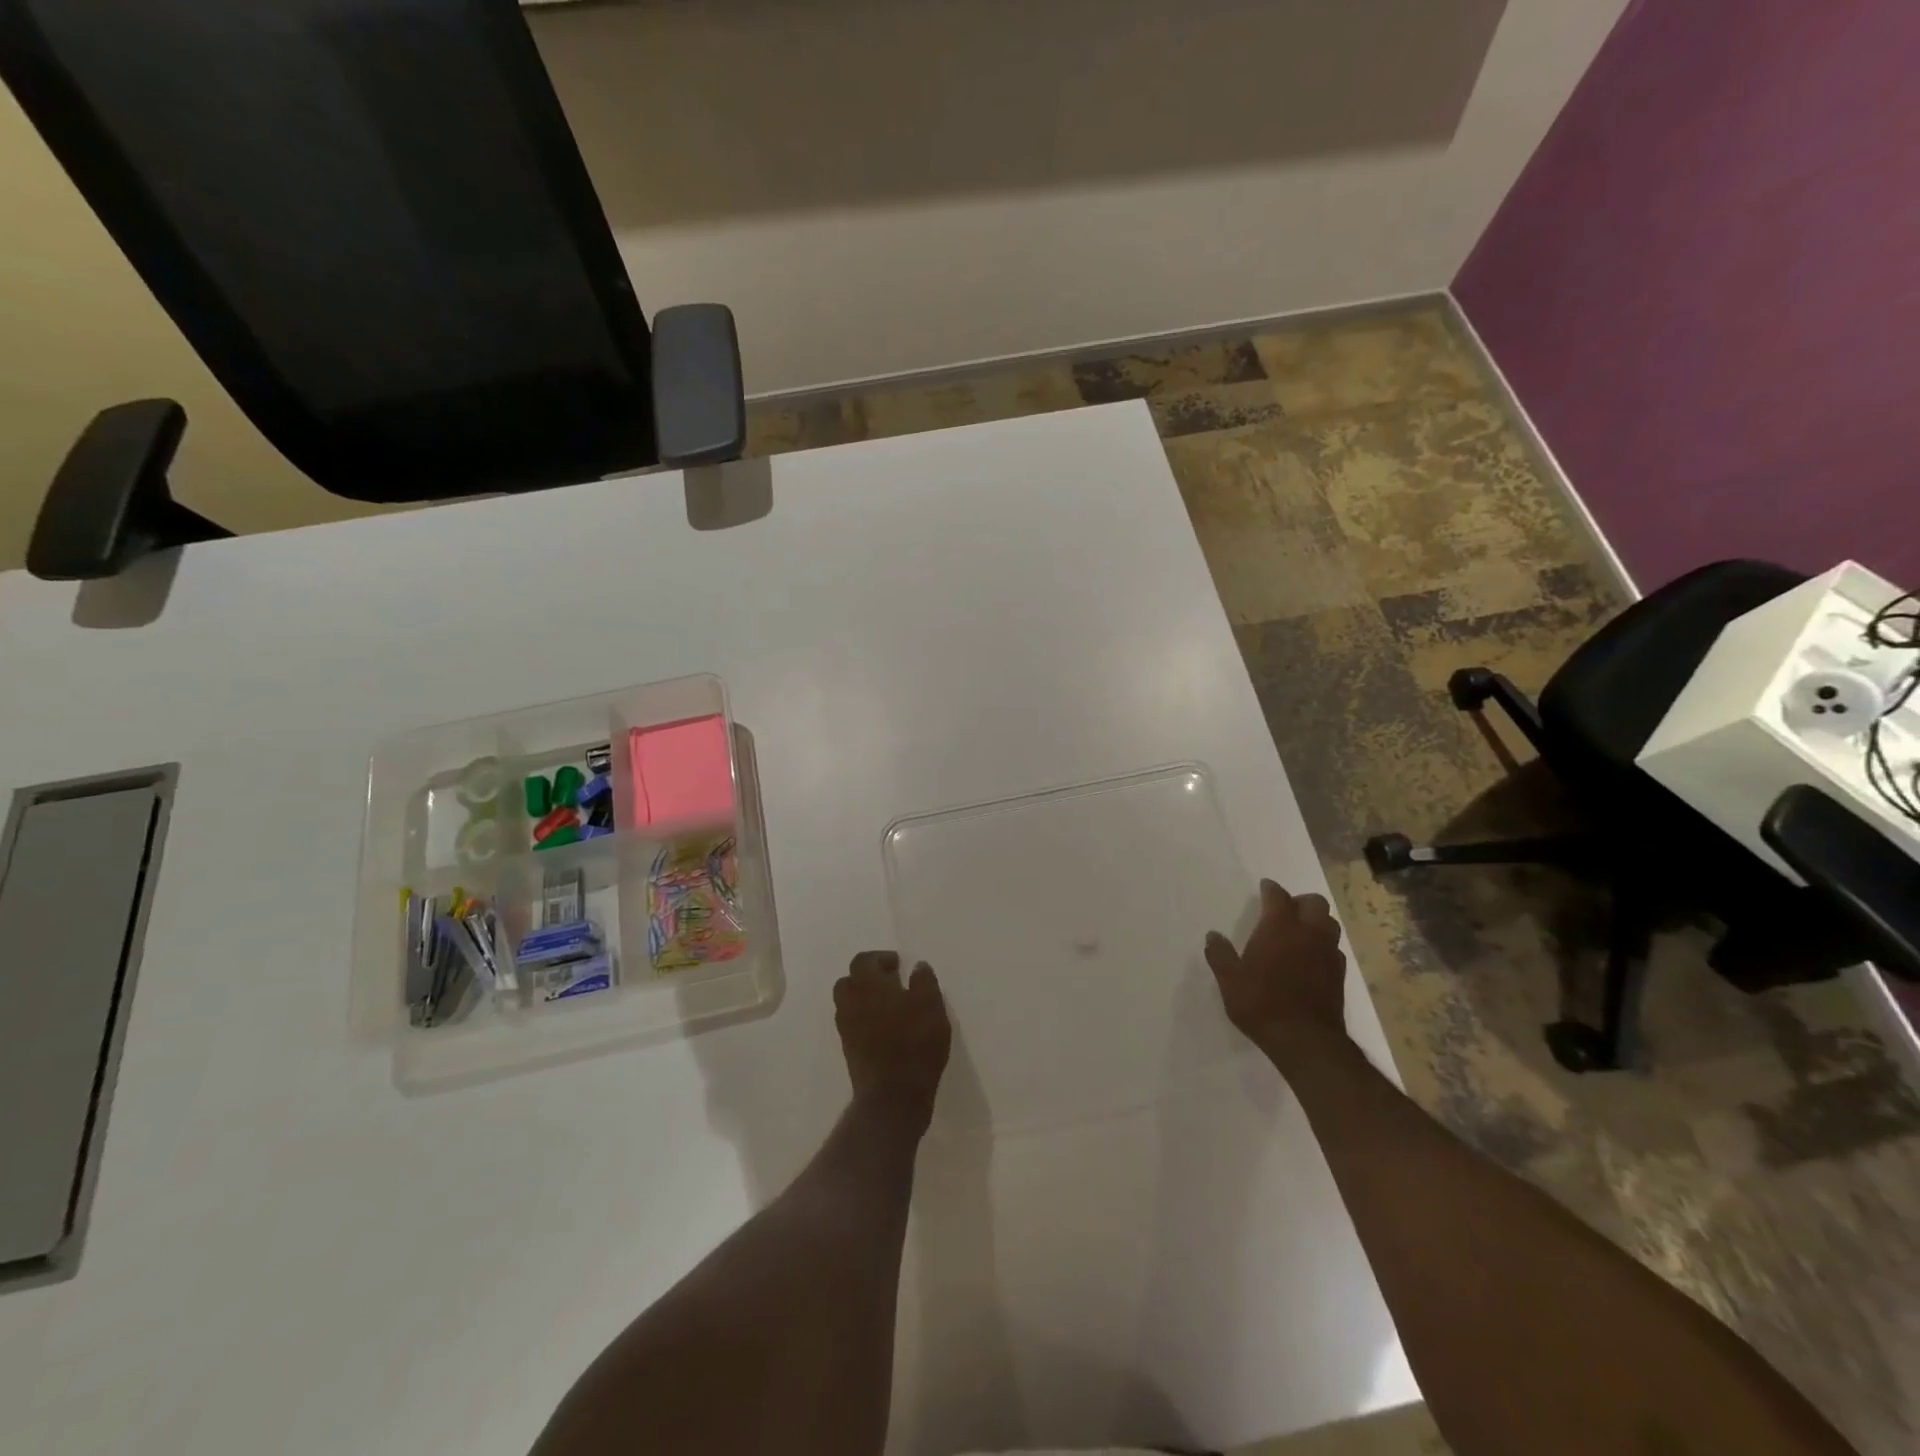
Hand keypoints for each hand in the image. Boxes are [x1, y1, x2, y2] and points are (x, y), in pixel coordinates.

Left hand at [834, 951, 951, 1125]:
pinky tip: (886, 1027)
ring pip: (848, 1002)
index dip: (879, 958)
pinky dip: (864, 1018)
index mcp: (869, 986)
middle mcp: (851, 1003)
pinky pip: (852, 1023)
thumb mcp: (931, 1007)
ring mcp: (847, 1028)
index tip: (898, 964)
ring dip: (864, 997)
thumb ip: (924, 982)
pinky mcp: (849, 1050)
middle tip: (891, 981)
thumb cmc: (915, 1045)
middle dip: (867, 976)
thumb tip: (918, 966)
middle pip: (849, 980)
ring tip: (889, 1005)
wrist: (893, 1096)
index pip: (863, 961)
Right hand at [1204, 879, 1348, 1068]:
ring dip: (1316, 921)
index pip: (1278, 896)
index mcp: (1280, 927)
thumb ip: (1220, 954)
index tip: (1265, 888)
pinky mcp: (1339, 974)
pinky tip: (1311, 958)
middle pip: (1314, 903)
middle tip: (1284, 911)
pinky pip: (1334, 948)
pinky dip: (1323, 945)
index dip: (1271, 889)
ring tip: (1300, 932)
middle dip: (1300, 901)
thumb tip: (1212, 936)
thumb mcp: (1229, 980)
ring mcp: (1328, 953)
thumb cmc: (1261, 1003)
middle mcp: (1308, 933)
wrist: (1305, 1040)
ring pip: (1329, 923)